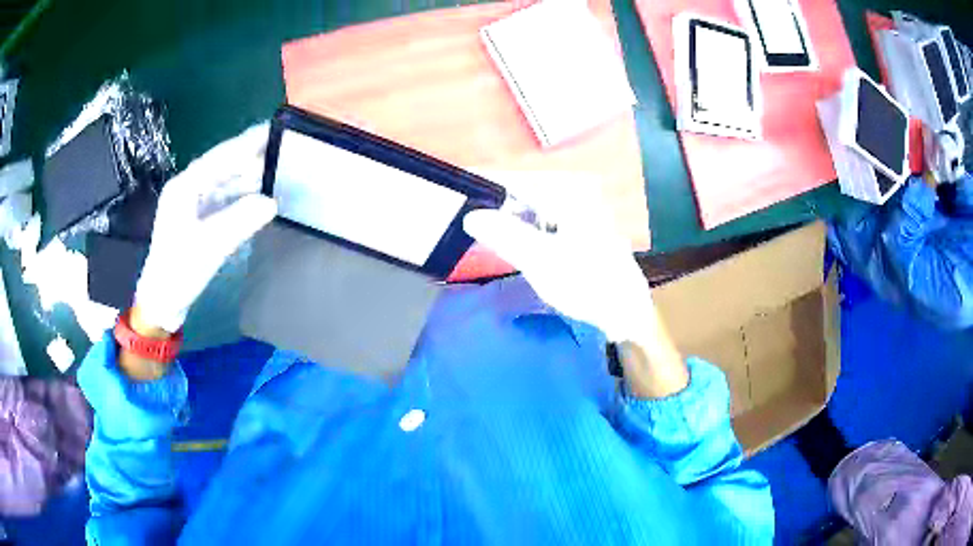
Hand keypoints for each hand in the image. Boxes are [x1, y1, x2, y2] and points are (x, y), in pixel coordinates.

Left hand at [134, 124, 276, 332]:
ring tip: (277, 168)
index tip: (273, 130)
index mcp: (185, 187)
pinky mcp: (199, 218)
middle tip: (282, 148)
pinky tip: (260, 195)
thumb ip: (240, 220)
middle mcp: (189, 188)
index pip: (220, 157)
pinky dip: (243, 195)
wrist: (162, 302)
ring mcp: (194, 203)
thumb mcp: (209, 246)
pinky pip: (225, 198)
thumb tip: (271, 202)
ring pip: (226, 181)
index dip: (246, 143)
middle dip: (251, 156)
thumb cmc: (179, 272)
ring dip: (249, 176)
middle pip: (224, 165)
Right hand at [463, 173, 687, 397]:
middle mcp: (577, 195)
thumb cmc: (586, 285)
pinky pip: (547, 222)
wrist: (627, 312)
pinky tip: (523, 247)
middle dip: (500, 210)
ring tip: (492, 237)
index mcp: (568, 195)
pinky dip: (531, 232)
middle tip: (475, 228)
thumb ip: (505, 234)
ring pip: (536, 209)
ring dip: (514, 222)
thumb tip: (471, 216)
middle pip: (526, 195)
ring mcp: (583, 212)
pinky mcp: (584, 230)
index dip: (488, 194)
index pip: (516, 183)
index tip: (463, 207)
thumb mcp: (540, 260)